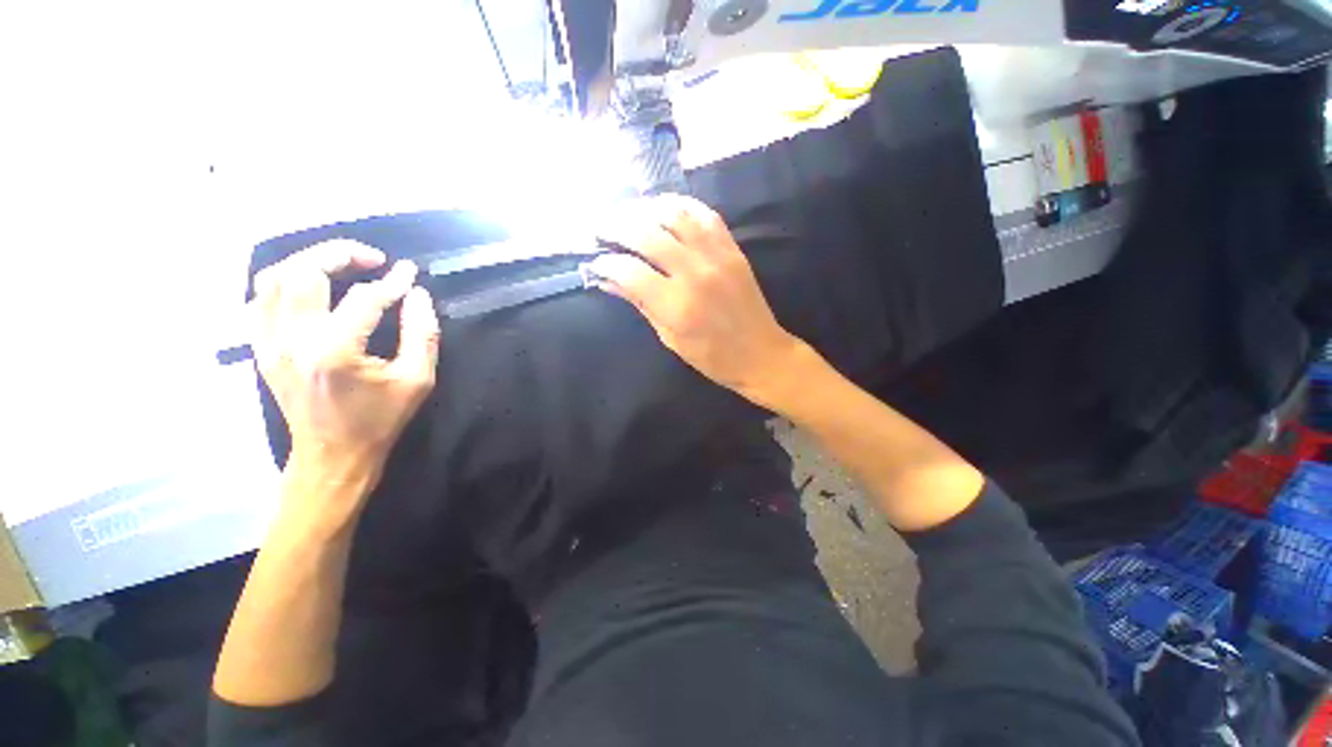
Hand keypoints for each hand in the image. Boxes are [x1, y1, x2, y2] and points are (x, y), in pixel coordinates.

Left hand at [251, 241, 439, 492]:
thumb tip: (416, 294)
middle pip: (304, 271)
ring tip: (340, 265)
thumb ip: (422, 333)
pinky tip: (311, 287)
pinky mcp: (261, 348)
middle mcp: (293, 339)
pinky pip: (261, 299)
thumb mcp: (417, 380)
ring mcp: (269, 342)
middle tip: (371, 259)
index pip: (365, 297)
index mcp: (335, 350)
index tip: (410, 273)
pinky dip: (286, 282)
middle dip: (340, 254)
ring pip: (274, 279)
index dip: (392, 282)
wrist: (332, 455)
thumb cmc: (380, 419)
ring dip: (308, 262)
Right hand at [587, 195, 803, 403]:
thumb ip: (641, 304)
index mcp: (677, 306)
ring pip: (674, 215)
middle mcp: (695, 274)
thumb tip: (608, 280)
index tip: (596, 262)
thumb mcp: (670, 339)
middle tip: (601, 228)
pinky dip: (681, 205)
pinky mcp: (733, 249)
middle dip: (616, 227)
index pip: (630, 271)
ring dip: (645, 209)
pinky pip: (705, 214)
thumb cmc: (712, 357)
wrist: (761, 354)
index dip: (606, 263)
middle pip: (647, 234)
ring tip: (629, 214)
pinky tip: (664, 208)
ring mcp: (717, 257)